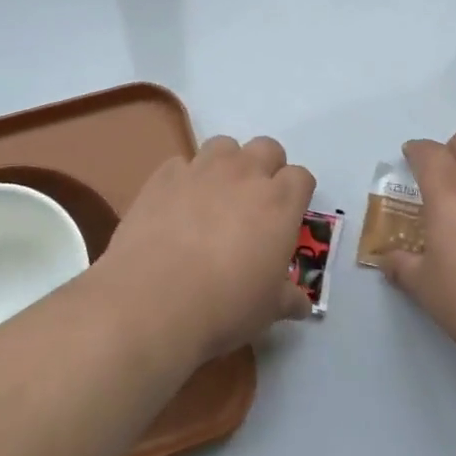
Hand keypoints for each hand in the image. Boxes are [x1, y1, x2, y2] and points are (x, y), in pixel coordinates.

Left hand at [101, 135, 315, 363]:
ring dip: (227, 164)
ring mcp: (201, 170)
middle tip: (255, 202)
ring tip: (216, 195)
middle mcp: (244, 174)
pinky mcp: (163, 176)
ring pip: (224, 145)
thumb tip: (302, 306)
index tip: (287, 216)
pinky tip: (177, 206)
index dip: (296, 194)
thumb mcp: (268, 310)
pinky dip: (184, 179)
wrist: (152, 301)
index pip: (301, 177)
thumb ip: (288, 298)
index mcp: (279, 202)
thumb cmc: (225, 306)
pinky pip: (181, 164)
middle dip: (266, 167)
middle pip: (266, 147)